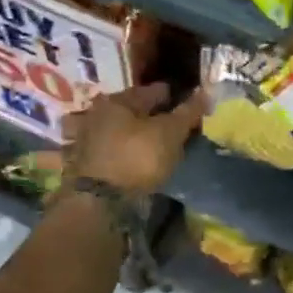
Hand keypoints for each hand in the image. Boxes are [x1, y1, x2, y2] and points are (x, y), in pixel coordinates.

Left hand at [63, 83, 204, 199]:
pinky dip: (125, 151)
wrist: (100, 201)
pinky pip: (112, 150)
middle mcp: (98, 113)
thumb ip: (188, 111)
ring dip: (135, 133)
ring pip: (121, 129)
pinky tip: (137, 158)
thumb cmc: (137, 156)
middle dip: (152, 114)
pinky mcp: (86, 163)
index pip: (153, 91)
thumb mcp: (170, 132)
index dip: (174, 96)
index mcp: (118, 100)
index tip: (190, 104)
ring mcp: (89, 139)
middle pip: (134, 109)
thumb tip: (205, 91)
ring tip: (157, 143)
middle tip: (174, 124)